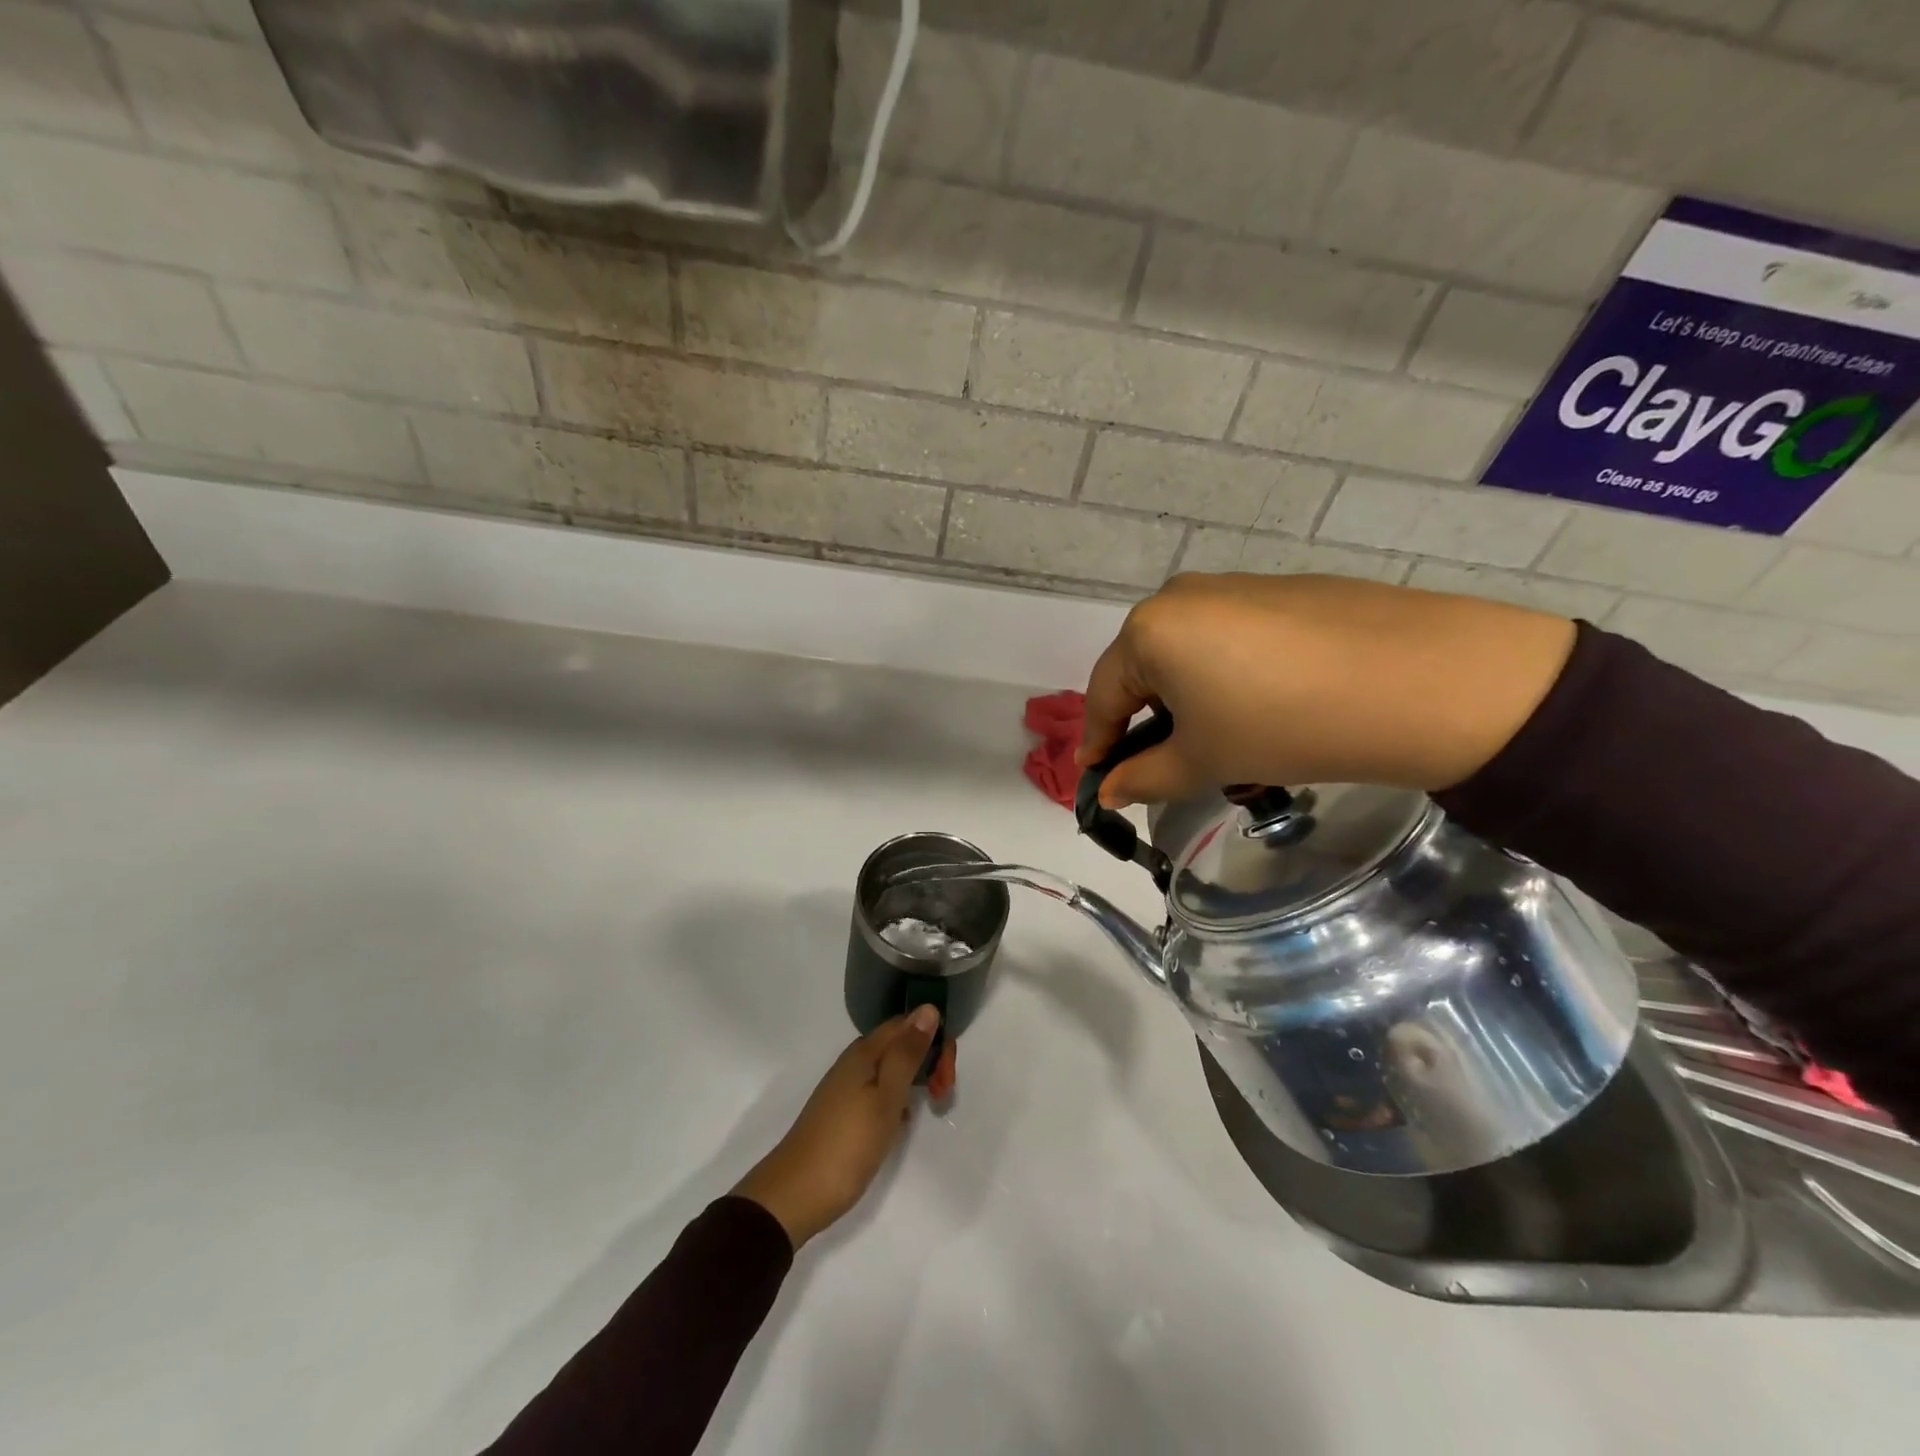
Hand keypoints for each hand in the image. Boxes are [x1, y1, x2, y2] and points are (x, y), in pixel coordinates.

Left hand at [733, 1007, 943, 1247]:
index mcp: (865, 1052)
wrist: (794, 1196)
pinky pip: (879, 1090)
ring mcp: (847, 1086)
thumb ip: (907, 1053)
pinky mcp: (844, 1111)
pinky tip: (901, 1123)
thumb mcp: (886, 1098)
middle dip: (928, 1060)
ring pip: (891, 1068)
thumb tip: (928, 1008)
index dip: (934, 1038)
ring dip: (916, 1080)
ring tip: (930, 1106)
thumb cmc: (847, 1144)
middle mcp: (855, 1061)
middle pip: (899, 1043)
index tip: (948, 1073)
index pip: (907, 1023)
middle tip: (943, 1094)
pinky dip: (897, 1099)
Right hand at [1077, 573, 1577, 807]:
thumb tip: (1109, 791)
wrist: (1420, 681)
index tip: (1098, 781)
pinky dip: (1227, 674)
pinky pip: (1231, 637)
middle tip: (1163, 764)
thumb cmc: (1283, 726)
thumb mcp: (1204, 761)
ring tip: (1219, 739)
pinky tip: (1264, 705)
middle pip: (1143, 668)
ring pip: (1188, 652)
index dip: (1098, 743)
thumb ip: (1144, 778)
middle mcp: (1182, 596)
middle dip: (1145, 720)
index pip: (1104, 695)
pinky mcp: (1282, 589)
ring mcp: (1235, 586)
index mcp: (1149, 630)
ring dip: (1187, 698)